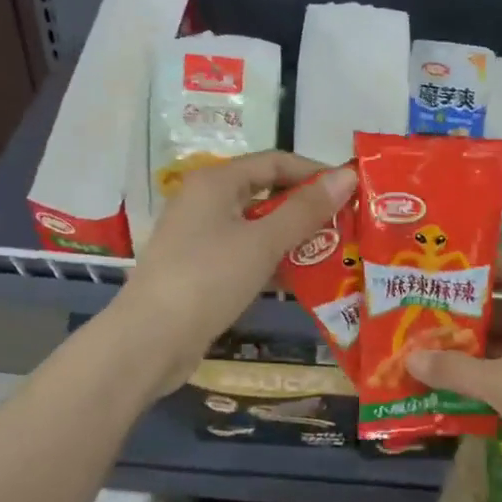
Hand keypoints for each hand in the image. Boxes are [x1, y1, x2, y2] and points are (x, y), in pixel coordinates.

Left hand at [110, 151, 357, 391]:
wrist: (150, 340)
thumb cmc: (209, 278)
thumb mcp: (263, 241)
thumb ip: (306, 209)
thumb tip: (346, 176)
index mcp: (215, 181)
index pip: (275, 162)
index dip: (314, 172)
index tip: (351, 192)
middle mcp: (205, 201)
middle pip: (265, 193)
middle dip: (306, 208)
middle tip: (347, 225)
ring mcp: (200, 237)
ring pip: (256, 227)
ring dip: (293, 238)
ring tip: (334, 253)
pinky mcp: (200, 269)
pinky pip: (245, 254)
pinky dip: (272, 261)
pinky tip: (301, 279)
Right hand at [405, 250, 501, 479]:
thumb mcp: (501, 385)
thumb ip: (454, 369)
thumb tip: (409, 357)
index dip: (468, 260)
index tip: (429, 263)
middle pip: (498, 300)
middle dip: (458, 307)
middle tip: (413, 309)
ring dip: (470, 342)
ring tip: (424, 346)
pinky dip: (487, 369)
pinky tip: (455, 383)